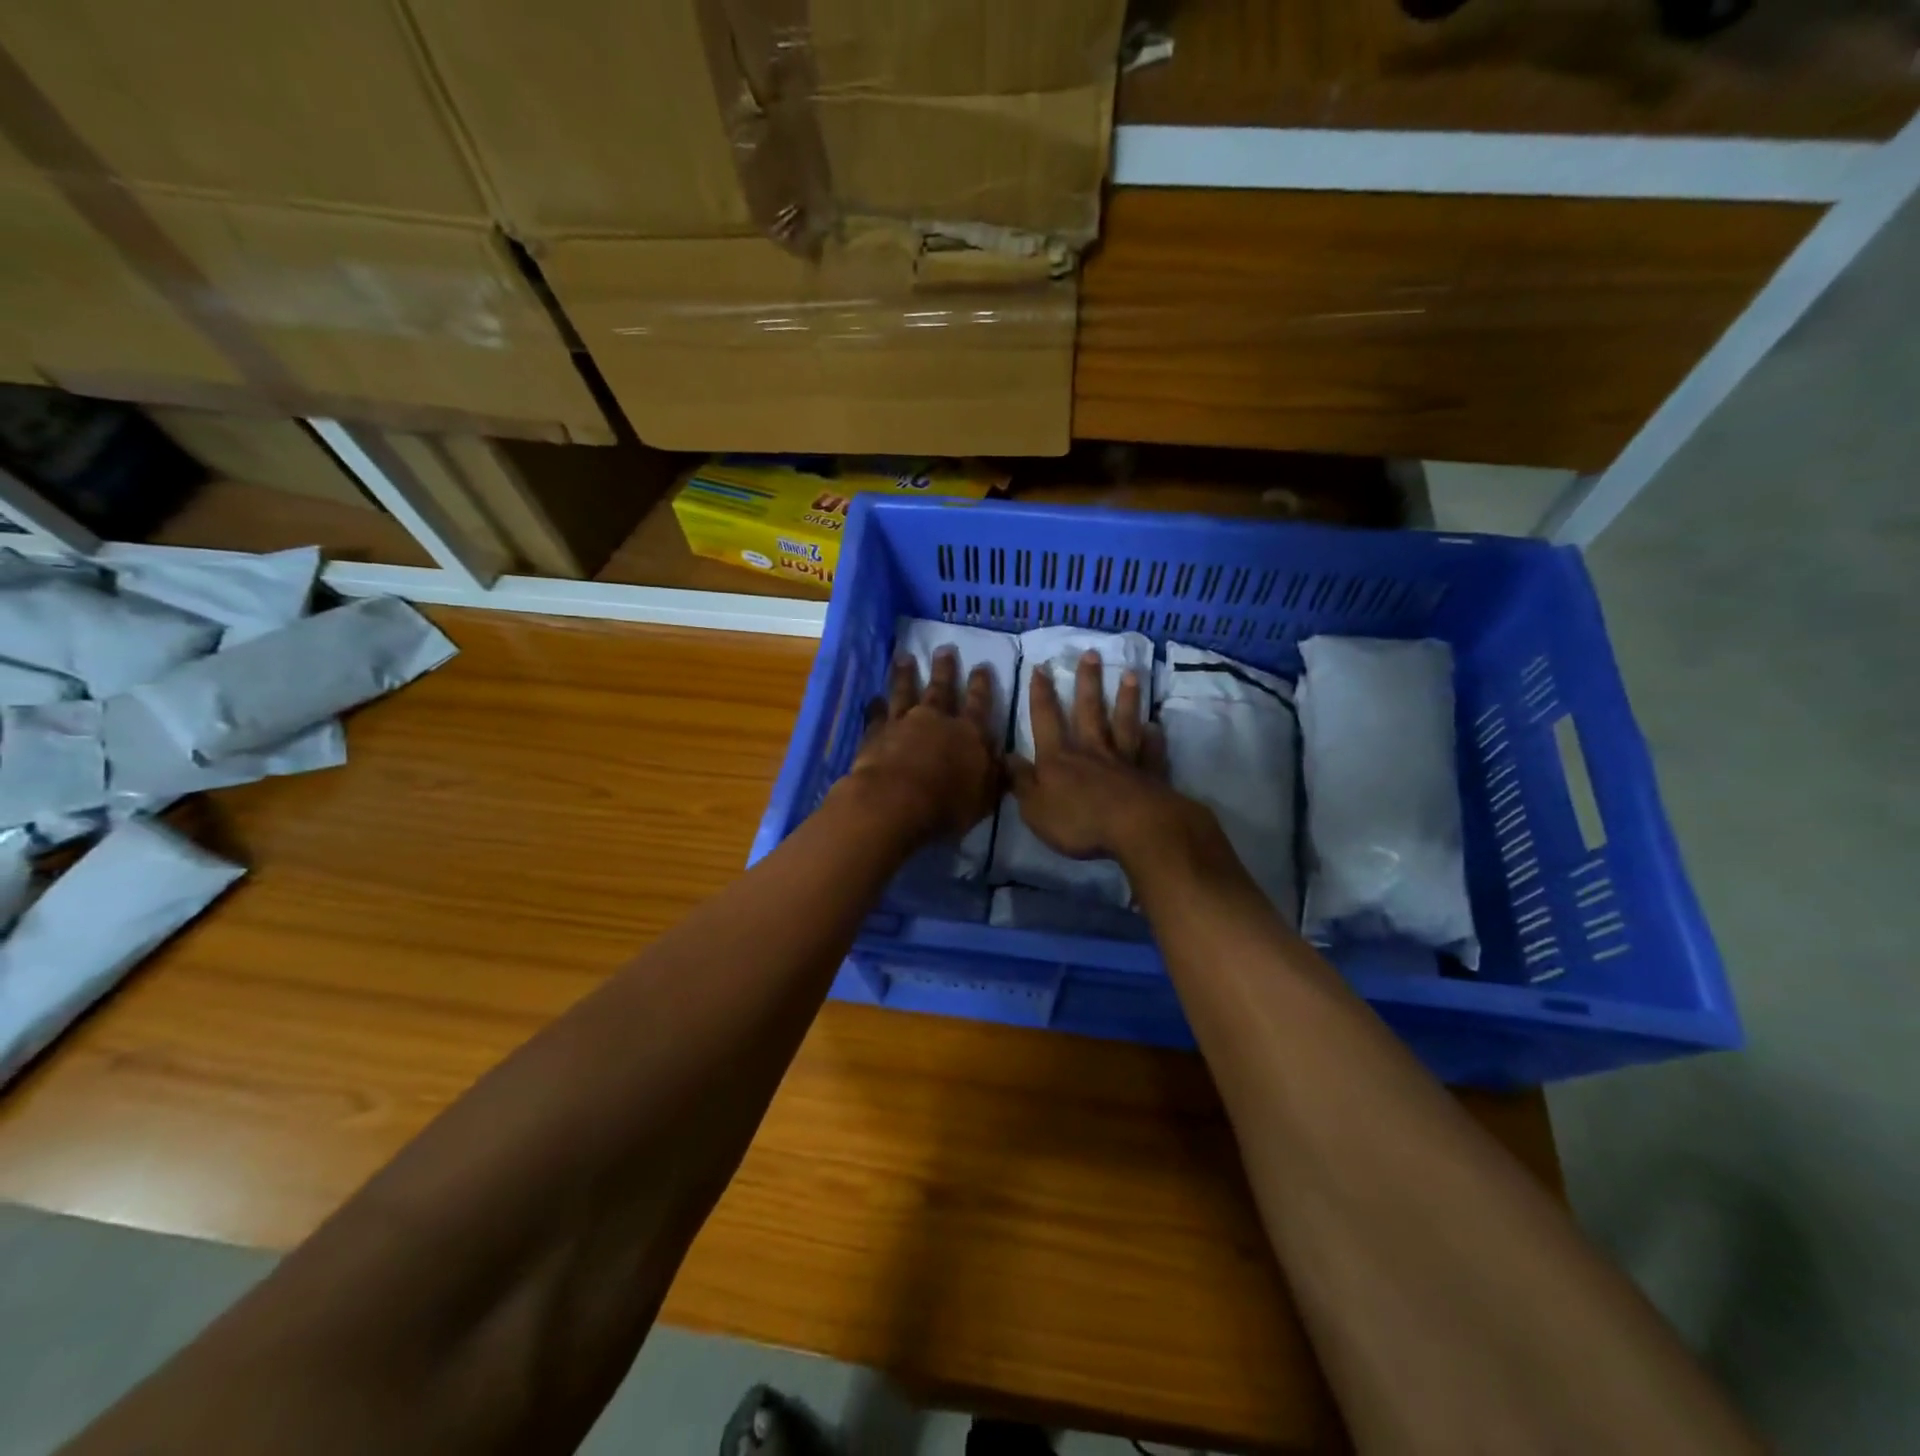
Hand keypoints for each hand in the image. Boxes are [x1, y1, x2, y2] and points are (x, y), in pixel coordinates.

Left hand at [838, 648, 1002, 844]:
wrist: (895, 803)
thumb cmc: (947, 805)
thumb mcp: (984, 798)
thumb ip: (994, 776)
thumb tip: (1006, 759)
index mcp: (969, 734)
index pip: (979, 704)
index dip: (981, 685)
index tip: (982, 666)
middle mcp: (936, 720)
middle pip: (941, 689)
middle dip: (944, 669)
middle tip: (943, 649)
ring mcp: (903, 724)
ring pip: (905, 692)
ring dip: (905, 675)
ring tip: (904, 658)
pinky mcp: (875, 735)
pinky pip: (876, 716)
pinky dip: (875, 707)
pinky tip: (873, 699)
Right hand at [1008, 650, 1192, 862]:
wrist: (1135, 829)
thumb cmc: (1078, 821)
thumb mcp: (1035, 808)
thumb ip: (1021, 781)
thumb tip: (1006, 756)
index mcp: (1058, 759)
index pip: (1046, 720)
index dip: (1041, 695)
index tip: (1041, 667)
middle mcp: (1091, 751)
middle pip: (1089, 711)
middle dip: (1087, 682)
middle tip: (1091, 654)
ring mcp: (1123, 761)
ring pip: (1123, 724)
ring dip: (1126, 699)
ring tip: (1131, 674)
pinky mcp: (1149, 775)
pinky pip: (1150, 752)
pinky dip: (1153, 739)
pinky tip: (1156, 726)